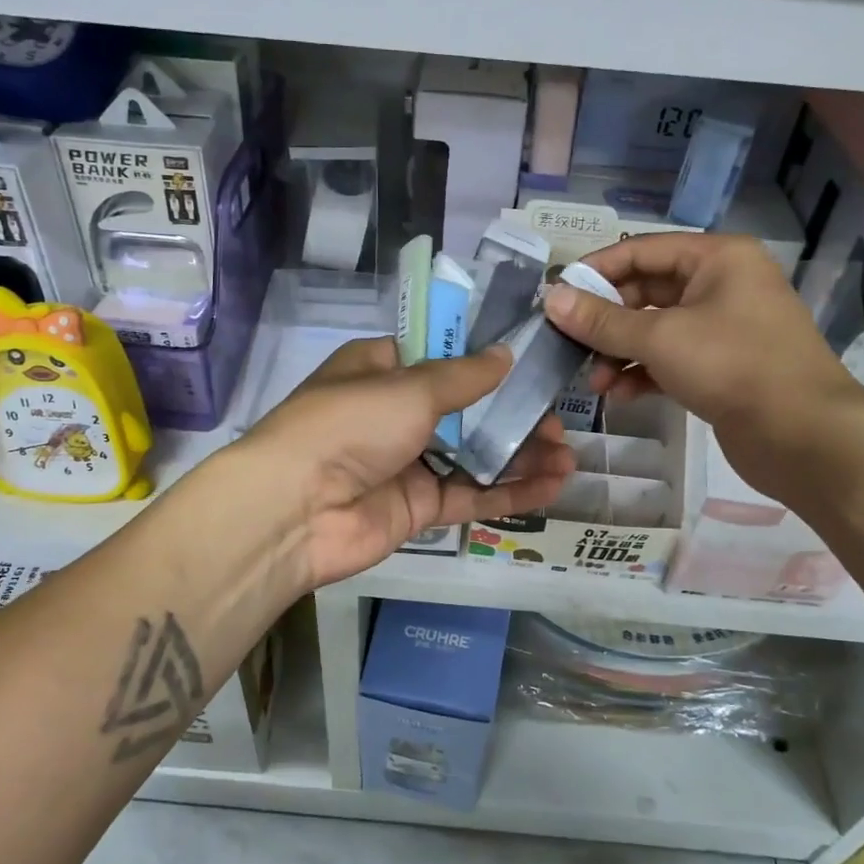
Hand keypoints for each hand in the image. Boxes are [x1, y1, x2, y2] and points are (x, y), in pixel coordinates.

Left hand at [237, 337, 573, 589]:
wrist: (296, 510)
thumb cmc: (350, 425)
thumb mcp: (409, 387)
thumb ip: (463, 376)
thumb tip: (505, 353)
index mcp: (382, 369)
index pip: (442, 356)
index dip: (486, 359)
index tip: (531, 361)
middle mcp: (395, 413)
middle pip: (466, 409)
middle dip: (513, 414)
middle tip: (556, 420)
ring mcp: (408, 462)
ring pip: (474, 455)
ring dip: (519, 455)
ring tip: (567, 456)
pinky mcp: (418, 507)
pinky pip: (470, 495)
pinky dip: (510, 492)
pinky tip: (552, 486)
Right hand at [543, 233, 863, 498]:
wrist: (805, 435)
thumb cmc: (732, 366)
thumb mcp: (660, 338)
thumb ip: (601, 321)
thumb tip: (551, 299)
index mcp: (716, 258)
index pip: (641, 250)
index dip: (595, 271)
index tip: (556, 296)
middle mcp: (721, 284)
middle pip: (646, 291)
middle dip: (606, 321)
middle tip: (568, 344)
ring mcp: (723, 327)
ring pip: (656, 329)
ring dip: (620, 352)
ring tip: (594, 382)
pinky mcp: (722, 366)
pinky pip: (671, 359)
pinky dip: (643, 372)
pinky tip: (620, 395)